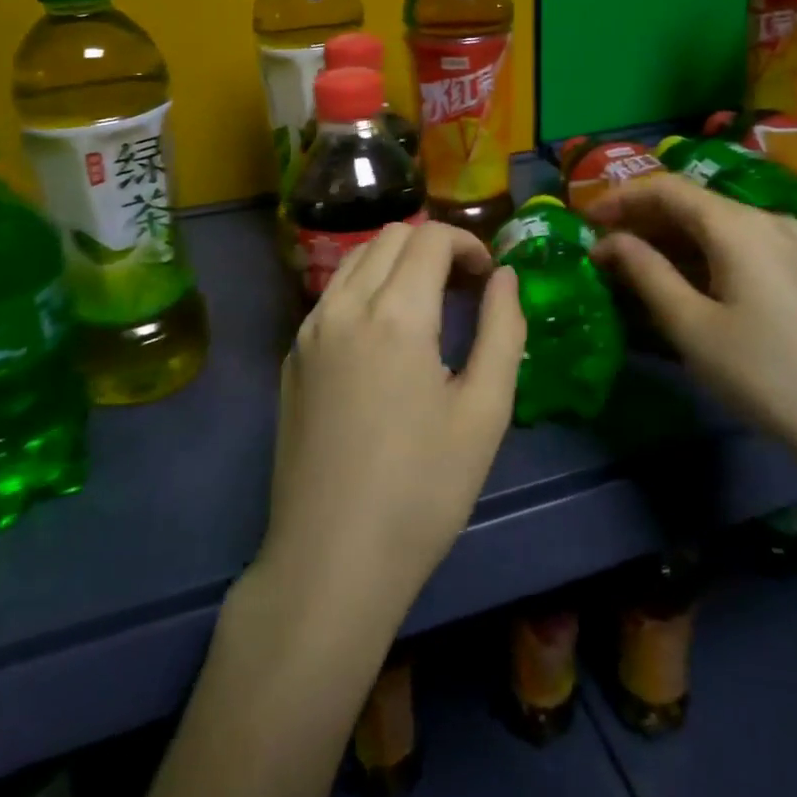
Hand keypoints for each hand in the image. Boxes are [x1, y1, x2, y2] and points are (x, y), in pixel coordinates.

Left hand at [256, 220, 526, 622]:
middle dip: (433, 246)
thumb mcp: (484, 413)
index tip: (487, 277)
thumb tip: (504, 276)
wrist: (330, 560)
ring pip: (355, 258)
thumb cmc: (422, 491)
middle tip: (463, 288)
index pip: (429, 237)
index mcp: (395, 314)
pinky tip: (383, 336)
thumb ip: (502, 330)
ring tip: (426, 305)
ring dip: (396, 261)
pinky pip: (332, 294)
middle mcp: (344, 306)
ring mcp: (309, 330)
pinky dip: (365, 287)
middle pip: (390, 236)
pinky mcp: (292, 357)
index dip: (467, 243)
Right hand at [587, 173, 796, 494]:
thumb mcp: (692, 325)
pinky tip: (681, 281)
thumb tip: (608, 242)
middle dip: (642, 220)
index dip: (620, 198)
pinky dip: (700, 255)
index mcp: (738, 224)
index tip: (583, 220)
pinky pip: (738, 246)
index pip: (667, 188)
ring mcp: (791, 244)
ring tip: (632, 266)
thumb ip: (645, 272)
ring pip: (715, 225)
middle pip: (692, 203)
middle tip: (602, 247)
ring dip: (670, 239)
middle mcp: (766, 219)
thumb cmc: (765, 373)